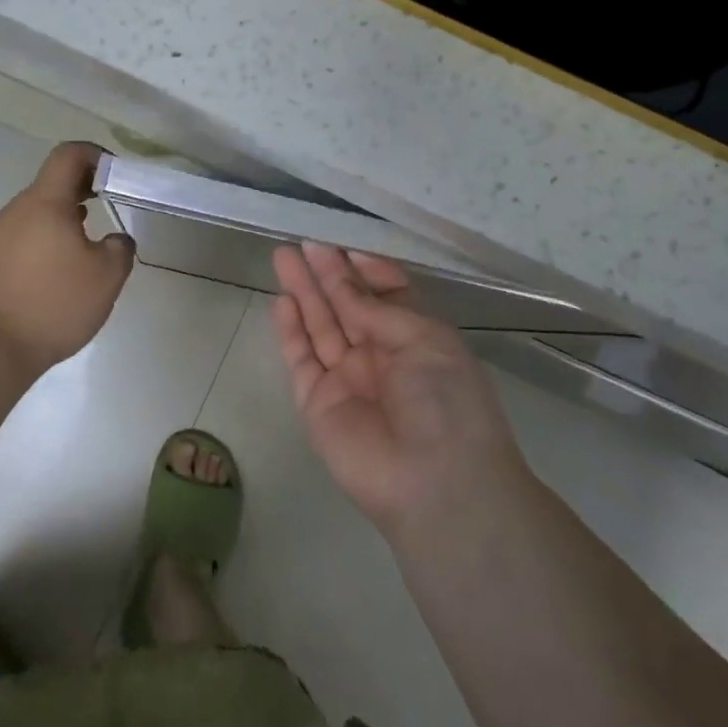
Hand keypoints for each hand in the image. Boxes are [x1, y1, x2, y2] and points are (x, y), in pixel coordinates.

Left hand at [0, 143, 134, 377]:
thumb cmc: (54, 304)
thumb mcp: (107, 277)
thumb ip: (121, 249)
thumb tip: (117, 239)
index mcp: (45, 203)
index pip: (68, 155)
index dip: (95, 155)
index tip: (115, 175)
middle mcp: (15, 211)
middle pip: (51, 184)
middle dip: (82, 190)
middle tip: (107, 209)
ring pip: (34, 213)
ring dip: (61, 219)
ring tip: (83, 248)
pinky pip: (20, 237)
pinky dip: (42, 242)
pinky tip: (54, 273)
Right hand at [271, 242, 525, 537]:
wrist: (435, 483)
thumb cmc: (445, 400)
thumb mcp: (424, 339)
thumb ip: (376, 308)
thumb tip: (342, 281)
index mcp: (416, 338)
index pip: (386, 295)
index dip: (365, 269)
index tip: (344, 245)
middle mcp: (380, 355)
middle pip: (347, 305)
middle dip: (326, 273)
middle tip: (303, 243)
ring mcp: (347, 379)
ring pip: (320, 326)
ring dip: (303, 292)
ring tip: (284, 257)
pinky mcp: (317, 402)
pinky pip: (301, 358)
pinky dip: (291, 330)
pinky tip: (282, 301)